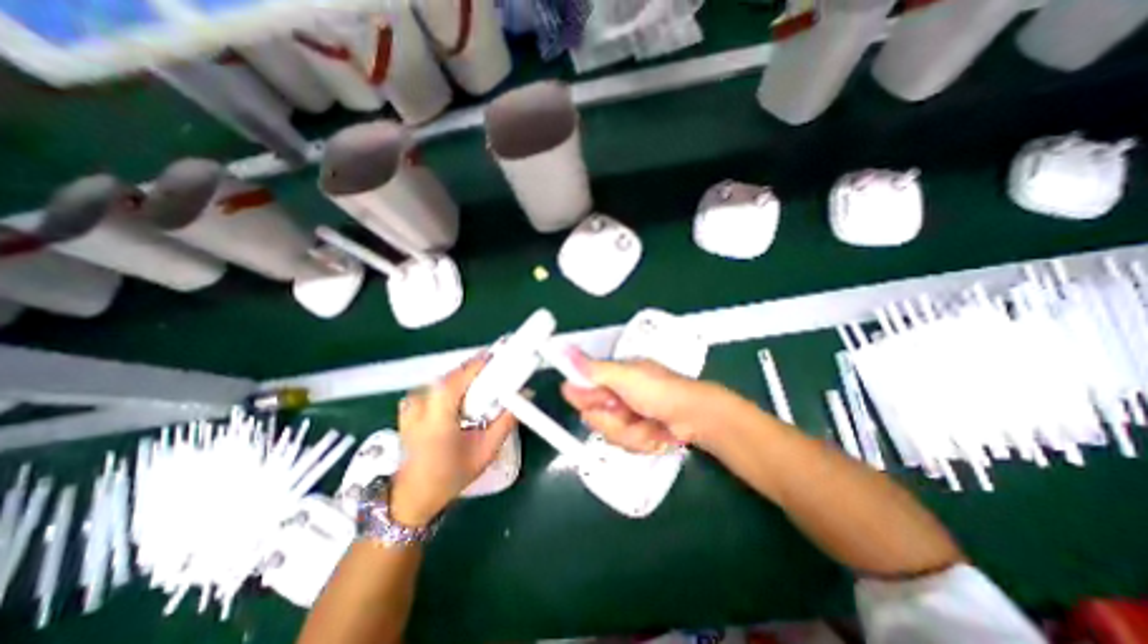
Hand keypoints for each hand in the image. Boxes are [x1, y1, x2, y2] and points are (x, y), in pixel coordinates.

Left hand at [394, 354, 521, 524]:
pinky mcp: (409, 405)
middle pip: (452, 374)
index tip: (502, 356)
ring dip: (465, 376)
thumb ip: (507, 421)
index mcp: (437, 420)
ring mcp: (411, 405)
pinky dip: (452, 383)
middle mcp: (420, 407)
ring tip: (484, 383)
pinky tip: (463, 394)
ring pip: (444, 377)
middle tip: (499, 371)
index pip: (457, 380)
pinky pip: (435, 384)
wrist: (413, 495)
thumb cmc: (451, 476)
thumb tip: (525, 395)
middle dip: (477, 369)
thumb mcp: (486, 451)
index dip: (480, 364)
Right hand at [560, 355, 760, 455]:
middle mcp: (615, 395)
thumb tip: (564, 350)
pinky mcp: (636, 435)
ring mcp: (626, 417)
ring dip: (629, 432)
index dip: (583, 398)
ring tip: (647, 424)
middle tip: (628, 412)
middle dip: (611, 419)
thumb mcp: (625, 376)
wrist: (695, 418)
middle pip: (592, 416)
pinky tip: (655, 434)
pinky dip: (641, 442)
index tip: (598, 401)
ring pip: (609, 433)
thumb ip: (593, 369)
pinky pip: (625, 444)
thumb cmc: (660, 391)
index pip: (580, 388)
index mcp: (611, 375)